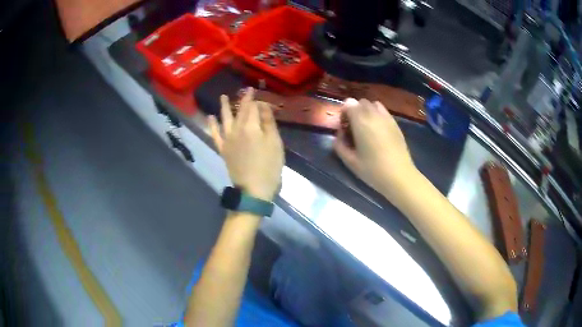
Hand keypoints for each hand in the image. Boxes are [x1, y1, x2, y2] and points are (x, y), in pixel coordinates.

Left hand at [208, 88, 284, 201]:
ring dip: (224, 107)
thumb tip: (262, 106)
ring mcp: (228, 139)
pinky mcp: (223, 149)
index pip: (253, 107)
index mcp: (252, 127)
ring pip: (225, 119)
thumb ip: (268, 123)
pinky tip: (210, 117)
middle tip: (246, 90)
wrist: (253, 190)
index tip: (259, 93)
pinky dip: (212, 125)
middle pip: (240, 111)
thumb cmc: (269, 167)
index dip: (256, 100)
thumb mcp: (275, 143)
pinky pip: (215, 135)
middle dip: (243, 100)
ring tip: (223, 97)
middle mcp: (237, 129)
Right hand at [334, 99, 417, 198]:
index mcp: (361, 121)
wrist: (399, 176)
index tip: (343, 127)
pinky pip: (383, 112)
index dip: (343, 113)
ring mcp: (387, 118)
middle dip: (354, 111)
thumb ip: (339, 144)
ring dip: (366, 111)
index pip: (348, 104)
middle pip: (360, 102)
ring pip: (373, 105)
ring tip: (365, 127)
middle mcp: (374, 114)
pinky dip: (377, 115)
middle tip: (353, 127)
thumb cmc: (372, 170)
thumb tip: (339, 133)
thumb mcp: (349, 161)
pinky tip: (377, 131)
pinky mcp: (396, 124)